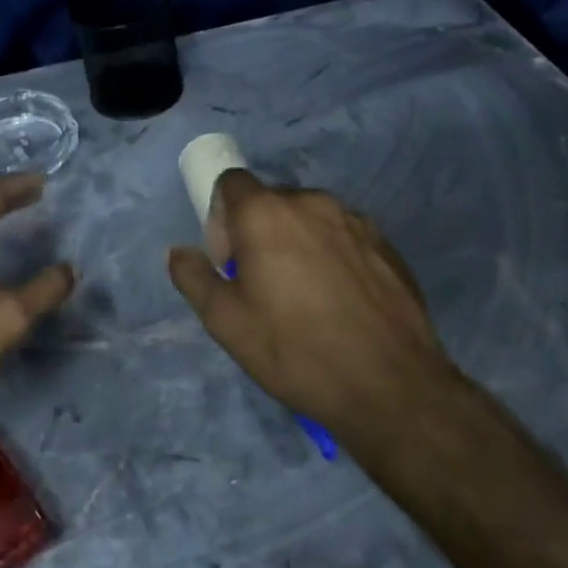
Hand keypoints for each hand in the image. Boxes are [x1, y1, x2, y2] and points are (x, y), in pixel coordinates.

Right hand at [166, 171, 455, 438]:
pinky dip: (333, 254)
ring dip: (297, 241)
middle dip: (259, 231)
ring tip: (306, 295)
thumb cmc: (295, 350)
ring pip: (310, 218)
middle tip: (264, 284)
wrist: (390, 385)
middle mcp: (311, 201)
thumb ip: (193, 278)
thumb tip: (178, 252)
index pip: (230, 182)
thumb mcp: (227, 323)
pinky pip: (344, 236)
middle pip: (271, 201)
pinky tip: (341, 302)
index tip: (230, 262)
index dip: (221, 217)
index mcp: (266, 213)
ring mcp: (355, 219)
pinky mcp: (386, 243)